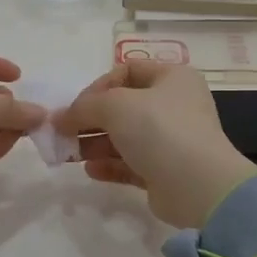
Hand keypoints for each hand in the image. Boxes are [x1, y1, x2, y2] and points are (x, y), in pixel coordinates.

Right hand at [56, 61, 256, 228]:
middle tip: (63, 133)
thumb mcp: (115, 105)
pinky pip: (131, 163)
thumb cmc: (159, 129)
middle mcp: (175, 105)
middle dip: (91, 119)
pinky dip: (109, 165)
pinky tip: (90, 170)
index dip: (98, 86)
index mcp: (172, 78)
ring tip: (69, 153)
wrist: (198, 185)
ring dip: (95, 143)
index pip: (127, 71)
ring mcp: (172, 140)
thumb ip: (83, 107)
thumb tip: (58, 118)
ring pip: (125, 137)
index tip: (77, 106)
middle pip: (123, 107)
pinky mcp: (166, 171)